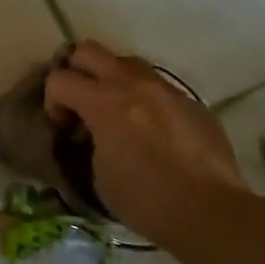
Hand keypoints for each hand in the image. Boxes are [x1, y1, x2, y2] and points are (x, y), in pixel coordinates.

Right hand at [43, 41, 245, 242]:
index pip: (59, 79)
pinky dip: (144, 97)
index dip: (52, 100)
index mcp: (103, 102)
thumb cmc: (147, 201)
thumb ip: (89, 143)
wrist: (211, 212)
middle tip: (80, 102)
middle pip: (88, 51)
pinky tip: (151, 128)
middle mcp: (132, 84)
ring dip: (112, 78)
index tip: (63, 126)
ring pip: (126, 61)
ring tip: (116, 109)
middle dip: (76, 71)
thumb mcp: (99, 177)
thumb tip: (92, 136)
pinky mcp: (190, 101)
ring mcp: (165, 89)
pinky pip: (158, 85)